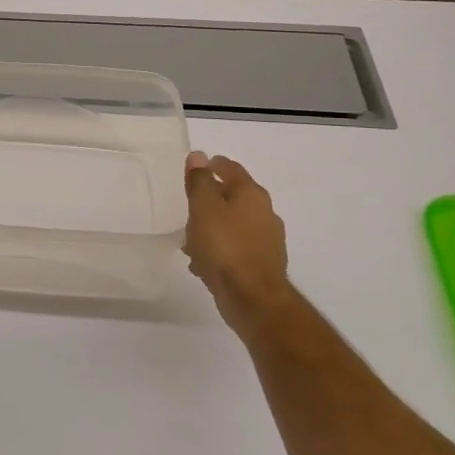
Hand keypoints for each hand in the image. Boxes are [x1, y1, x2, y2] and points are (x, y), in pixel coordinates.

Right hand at [183, 151, 292, 342]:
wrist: (253, 299)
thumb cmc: (224, 246)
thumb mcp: (204, 208)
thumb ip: (200, 181)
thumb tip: (199, 156)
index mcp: (251, 194)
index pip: (230, 168)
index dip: (211, 165)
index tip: (192, 171)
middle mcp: (264, 213)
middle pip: (233, 197)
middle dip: (210, 200)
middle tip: (188, 206)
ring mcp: (266, 240)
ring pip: (233, 224)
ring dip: (212, 228)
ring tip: (189, 240)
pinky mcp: (262, 264)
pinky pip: (235, 248)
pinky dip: (219, 249)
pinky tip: (202, 263)